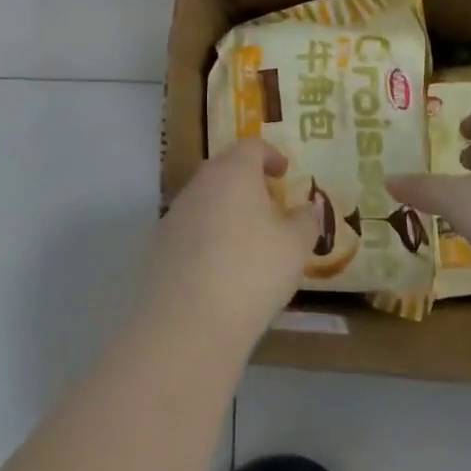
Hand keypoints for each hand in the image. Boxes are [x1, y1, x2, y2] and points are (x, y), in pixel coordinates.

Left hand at [148, 140, 318, 351]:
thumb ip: (306, 221)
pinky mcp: (159, 247)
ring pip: (204, 199)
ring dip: (226, 208)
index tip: (284, 172)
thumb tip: (310, 207)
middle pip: (223, 168)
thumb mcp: (295, 246)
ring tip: (247, 236)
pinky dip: (208, 235)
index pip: (251, 147)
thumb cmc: (252, 271)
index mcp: (233, 173)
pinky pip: (190, 229)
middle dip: (246, 179)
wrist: (187, 323)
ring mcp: (174, 215)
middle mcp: (200, 185)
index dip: (270, 155)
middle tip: (268, 200)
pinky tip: (222, 265)